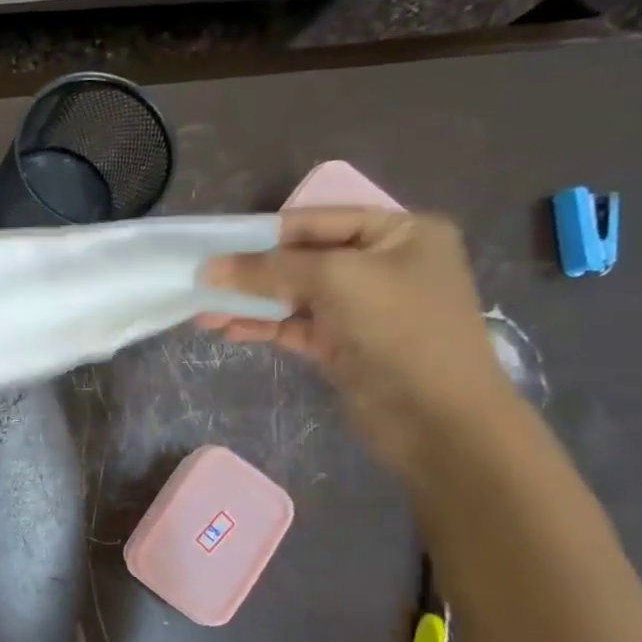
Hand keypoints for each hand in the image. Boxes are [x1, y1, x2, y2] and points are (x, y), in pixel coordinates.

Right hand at [200, 209, 516, 473]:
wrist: (439, 420)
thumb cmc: (400, 329)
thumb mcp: (335, 280)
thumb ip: (268, 269)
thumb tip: (209, 269)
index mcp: (400, 233)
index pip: (317, 220)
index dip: (264, 231)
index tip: (214, 243)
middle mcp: (383, 264)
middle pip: (301, 258)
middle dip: (251, 271)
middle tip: (202, 279)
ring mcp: (363, 307)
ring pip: (292, 295)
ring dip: (248, 301)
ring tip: (202, 310)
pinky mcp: (345, 344)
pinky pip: (293, 325)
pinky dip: (261, 326)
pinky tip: (226, 329)